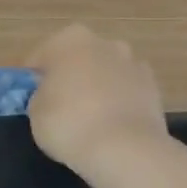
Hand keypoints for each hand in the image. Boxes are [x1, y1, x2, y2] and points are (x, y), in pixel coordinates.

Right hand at [26, 25, 169, 175]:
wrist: (124, 149)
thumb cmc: (69, 123)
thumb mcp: (35, 111)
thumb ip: (40, 95)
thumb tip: (50, 94)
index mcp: (70, 39)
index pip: (41, 58)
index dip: (34, 80)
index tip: (32, 101)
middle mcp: (105, 42)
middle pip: (78, 60)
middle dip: (70, 78)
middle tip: (60, 109)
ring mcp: (134, 63)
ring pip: (106, 74)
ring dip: (97, 88)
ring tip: (89, 121)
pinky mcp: (154, 88)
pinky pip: (126, 92)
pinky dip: (119, 103)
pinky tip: (112, 127)